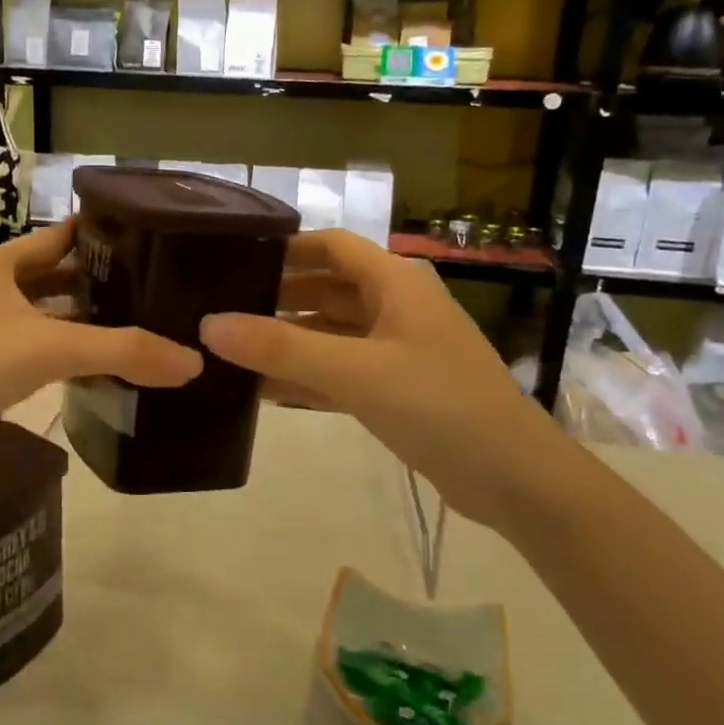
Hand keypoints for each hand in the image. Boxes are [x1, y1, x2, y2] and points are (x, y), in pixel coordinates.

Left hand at [0, 221, 201, 495]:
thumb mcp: (51, 348)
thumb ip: (124, 351)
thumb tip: (194, 363)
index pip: (57, 236)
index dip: (99, 236)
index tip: (148, 239)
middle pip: (51, 276)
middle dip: (97, 283)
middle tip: (155, 288)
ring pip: (41, 317)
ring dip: (81, 322)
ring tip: (138, 325)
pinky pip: (30, 351)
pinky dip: (62, 355)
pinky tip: (98, 366)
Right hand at [199, 229, 555, 529]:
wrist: (514, 478)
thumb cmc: (438, 405)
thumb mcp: (354, 371)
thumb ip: (281, 347)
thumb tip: (209, 325)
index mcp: (394, 282)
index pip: (330, 246)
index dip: (285, 248)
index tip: (234, 259)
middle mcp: (395, 306)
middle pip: (325, 288)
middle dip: (276, 297)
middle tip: (219, 308)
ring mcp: (396, 349)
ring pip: (329, 332)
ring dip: (286, 339)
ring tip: (229, 349)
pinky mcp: (394, 388)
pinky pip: (338, 370)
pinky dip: (305, 376)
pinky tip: (261, 390)